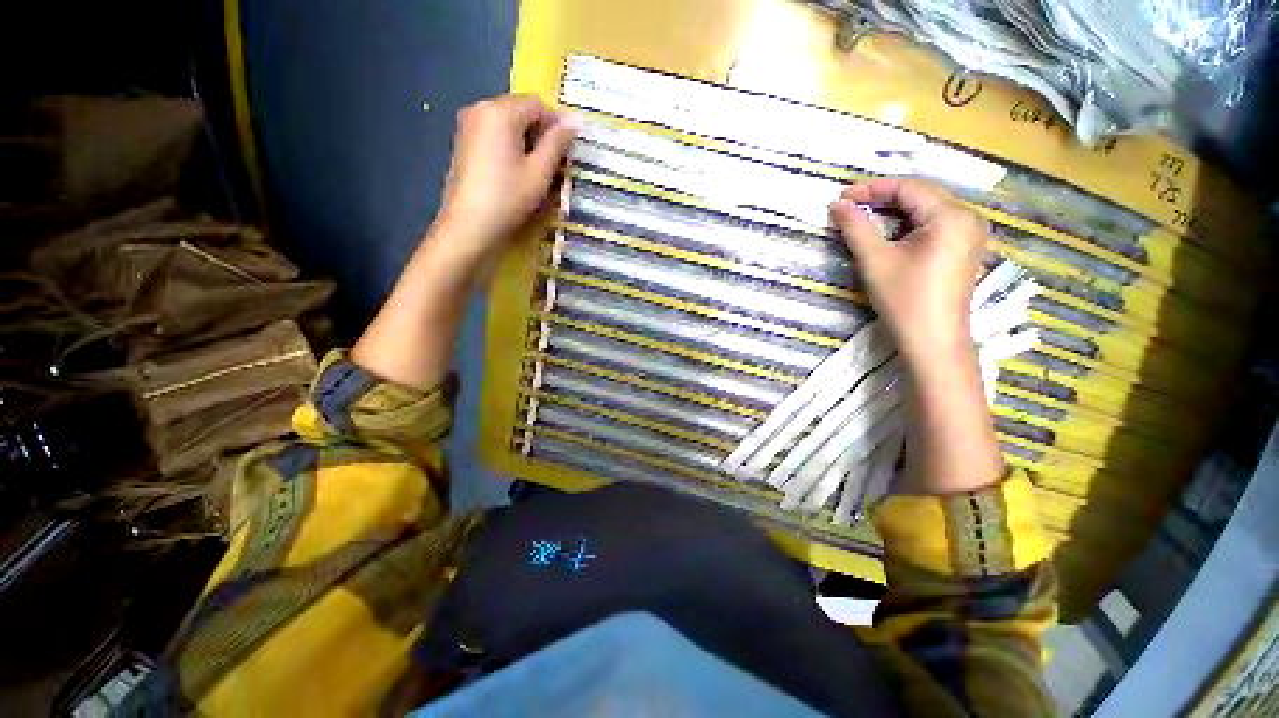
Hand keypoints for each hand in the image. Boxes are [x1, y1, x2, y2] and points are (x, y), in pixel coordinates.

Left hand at [352, 95, 574, 391]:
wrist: (458, 251)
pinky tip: (531, 200)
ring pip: (516, 145)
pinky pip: (505, 161)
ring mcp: (471, 149)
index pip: (537, 106)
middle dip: (548, 147)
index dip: (561, 128)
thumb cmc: (497, 218)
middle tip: (565, 180)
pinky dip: (523, 175)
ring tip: (551, 193)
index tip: (577, 157)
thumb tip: (573, 131)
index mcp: (492, 119)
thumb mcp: (534, 184)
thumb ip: (555, 152)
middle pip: (526, 123)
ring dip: (537, 164)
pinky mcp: (469, 171)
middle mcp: (476, 124)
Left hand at [431, 94, 577, 270]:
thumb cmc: (508, 198)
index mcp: (500, 111)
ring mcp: (468, 126)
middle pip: (520, 111)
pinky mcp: (464, 144)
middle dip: (540, 133)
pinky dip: (510, 148)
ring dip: (526, 142)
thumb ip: (557, 144)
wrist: (469, 226)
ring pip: (507, 125)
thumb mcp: (539, 172)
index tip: (567, 151)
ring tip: (536, 172)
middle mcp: (480, 109)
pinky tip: (516, 174)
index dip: (556, 124)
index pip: (537, 104)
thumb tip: (574, 123)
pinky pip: (494, 136)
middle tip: (553, 164)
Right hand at [832, 179, 1003, 494]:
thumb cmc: (903, 299)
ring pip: (927, 211)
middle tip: (850, 209)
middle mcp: (969, 218)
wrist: (932, 341)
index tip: (842, 198)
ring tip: (864, 221)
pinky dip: (908, 226)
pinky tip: (889, 235)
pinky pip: (935, 226)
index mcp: (951, 216)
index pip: (908, 188)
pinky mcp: (966, 250)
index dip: (872, 189)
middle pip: (921, 196)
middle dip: (883, 200)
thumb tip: (838, 205)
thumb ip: (856, 227)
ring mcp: (971, 234)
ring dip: (895, 213)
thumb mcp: (874, 260)